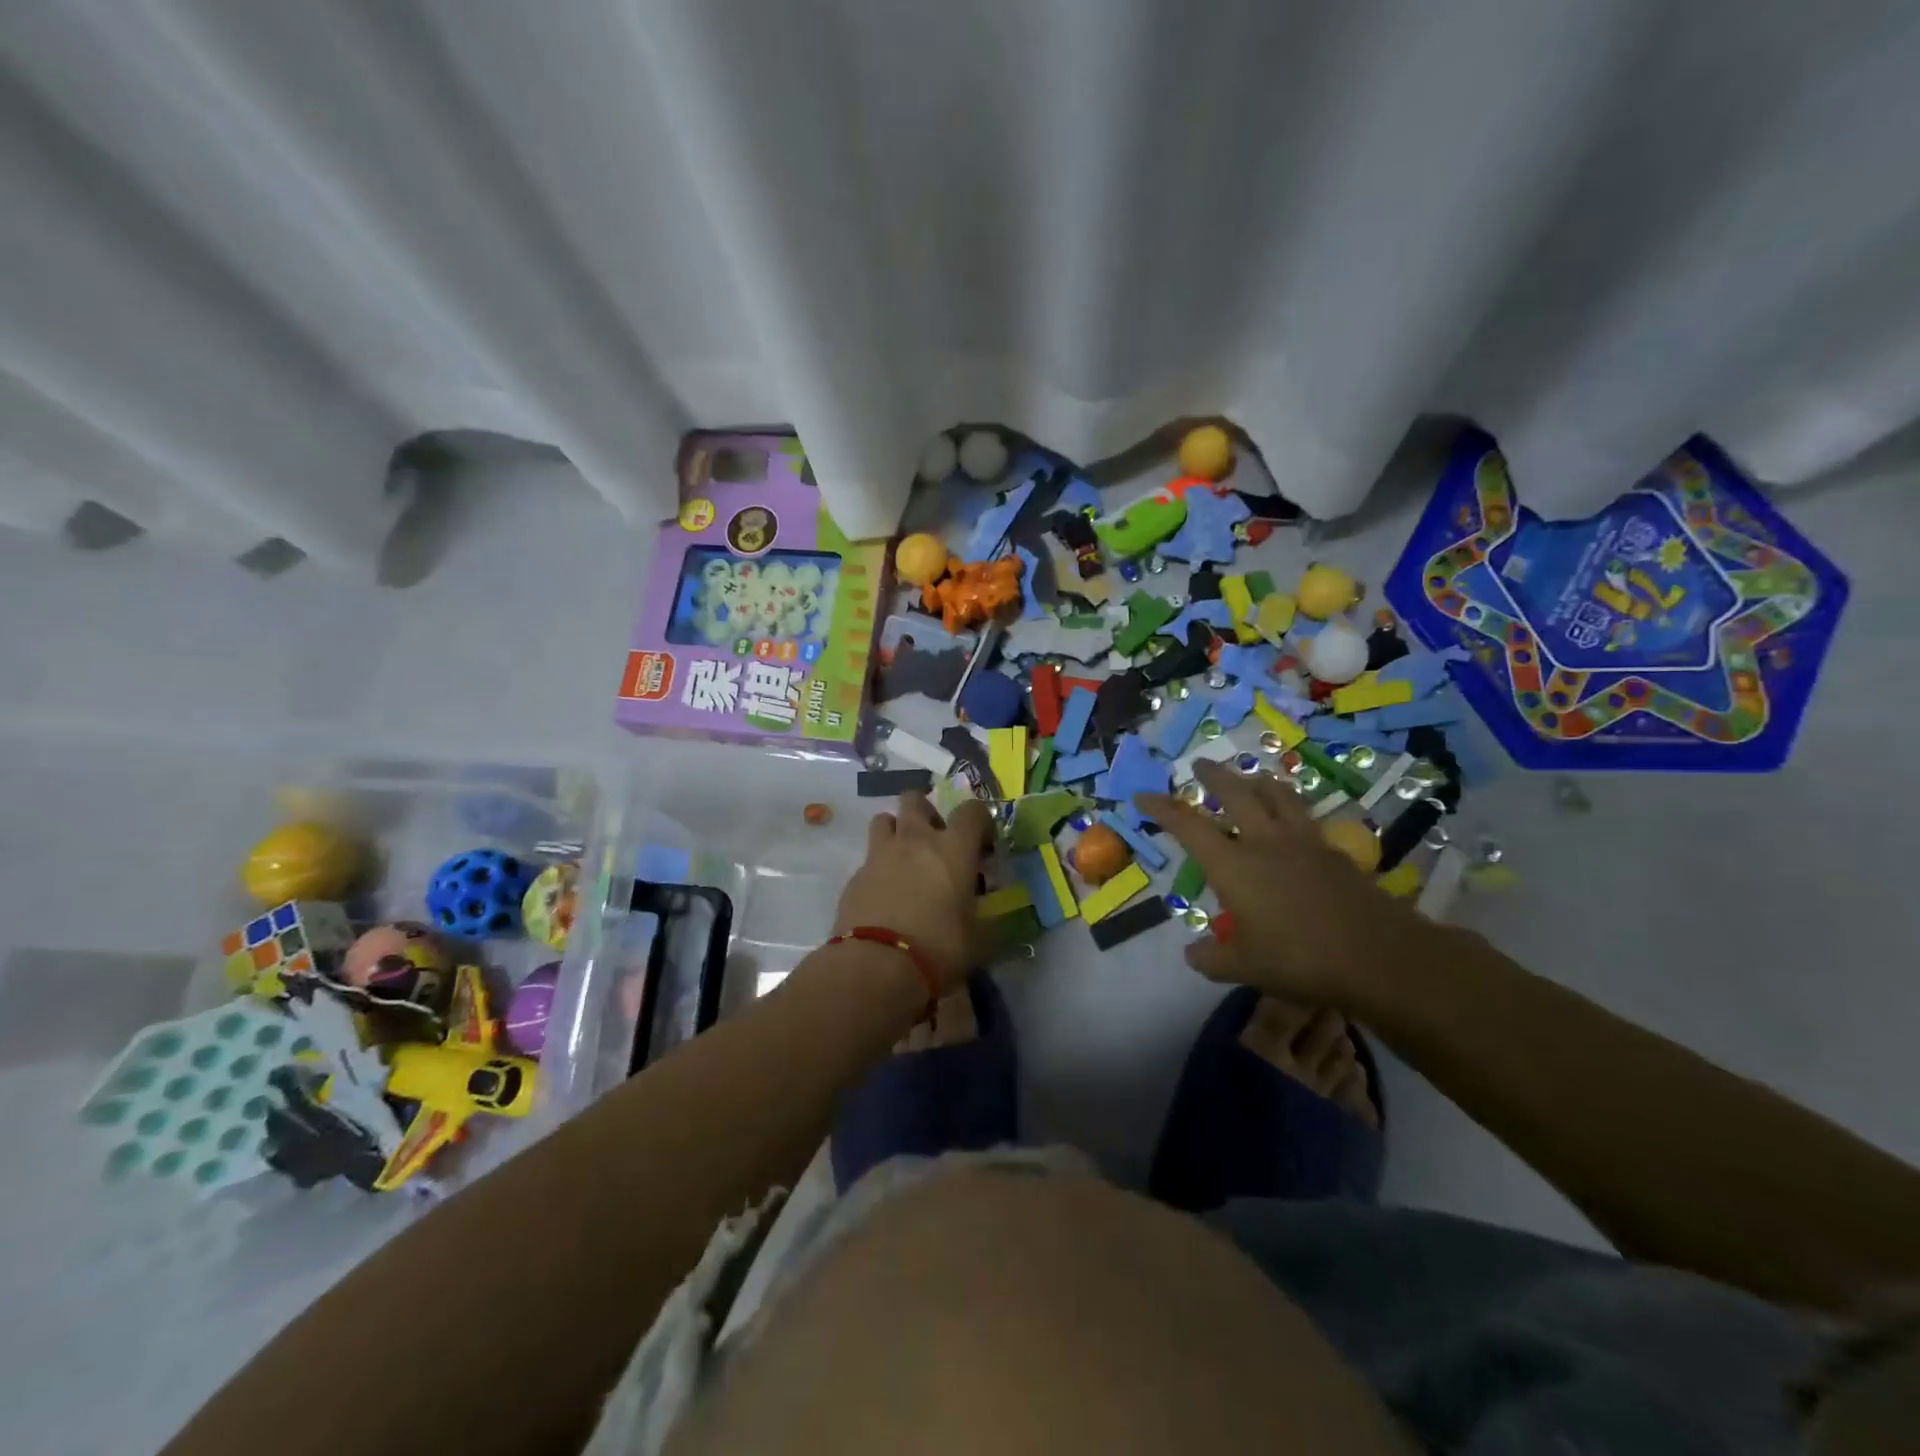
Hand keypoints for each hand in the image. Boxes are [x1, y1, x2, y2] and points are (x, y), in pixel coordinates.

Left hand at [832, 794, 992, 994]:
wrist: (875, 966)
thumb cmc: (939, 948)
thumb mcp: (979, 938)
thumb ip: (987, 918)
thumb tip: (993, 916)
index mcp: (953, 848)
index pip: (973, 810)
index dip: (981, 822)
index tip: (983, 845)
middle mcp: (915, 840)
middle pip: (915, 800)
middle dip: (926, 813)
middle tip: (936, 842)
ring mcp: (880, 855)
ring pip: (884, 820)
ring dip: (896, 832)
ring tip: (905, 861)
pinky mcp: (855, 876)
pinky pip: (869, 859)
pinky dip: (878, 869)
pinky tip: (885, 895)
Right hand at [1137, 761, 1429, 1008]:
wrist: (1378, 957)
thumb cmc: (1300, 960)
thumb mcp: (1244, 967)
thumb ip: (1212, 958)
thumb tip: (1192, 954)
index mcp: (1234, 865)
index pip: (1188, 826)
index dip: (1162, 809)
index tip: (1142, 796)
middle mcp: (1265, 842)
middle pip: (1235, 793)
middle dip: (1213, 776)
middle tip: (1200, 765)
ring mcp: (1304, 842)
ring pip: (1277, 795)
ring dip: (1257, 781)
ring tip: (1250, 777)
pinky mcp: (1334, 851)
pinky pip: (1306, 817)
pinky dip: (1292, 809)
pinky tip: (1293, 821)